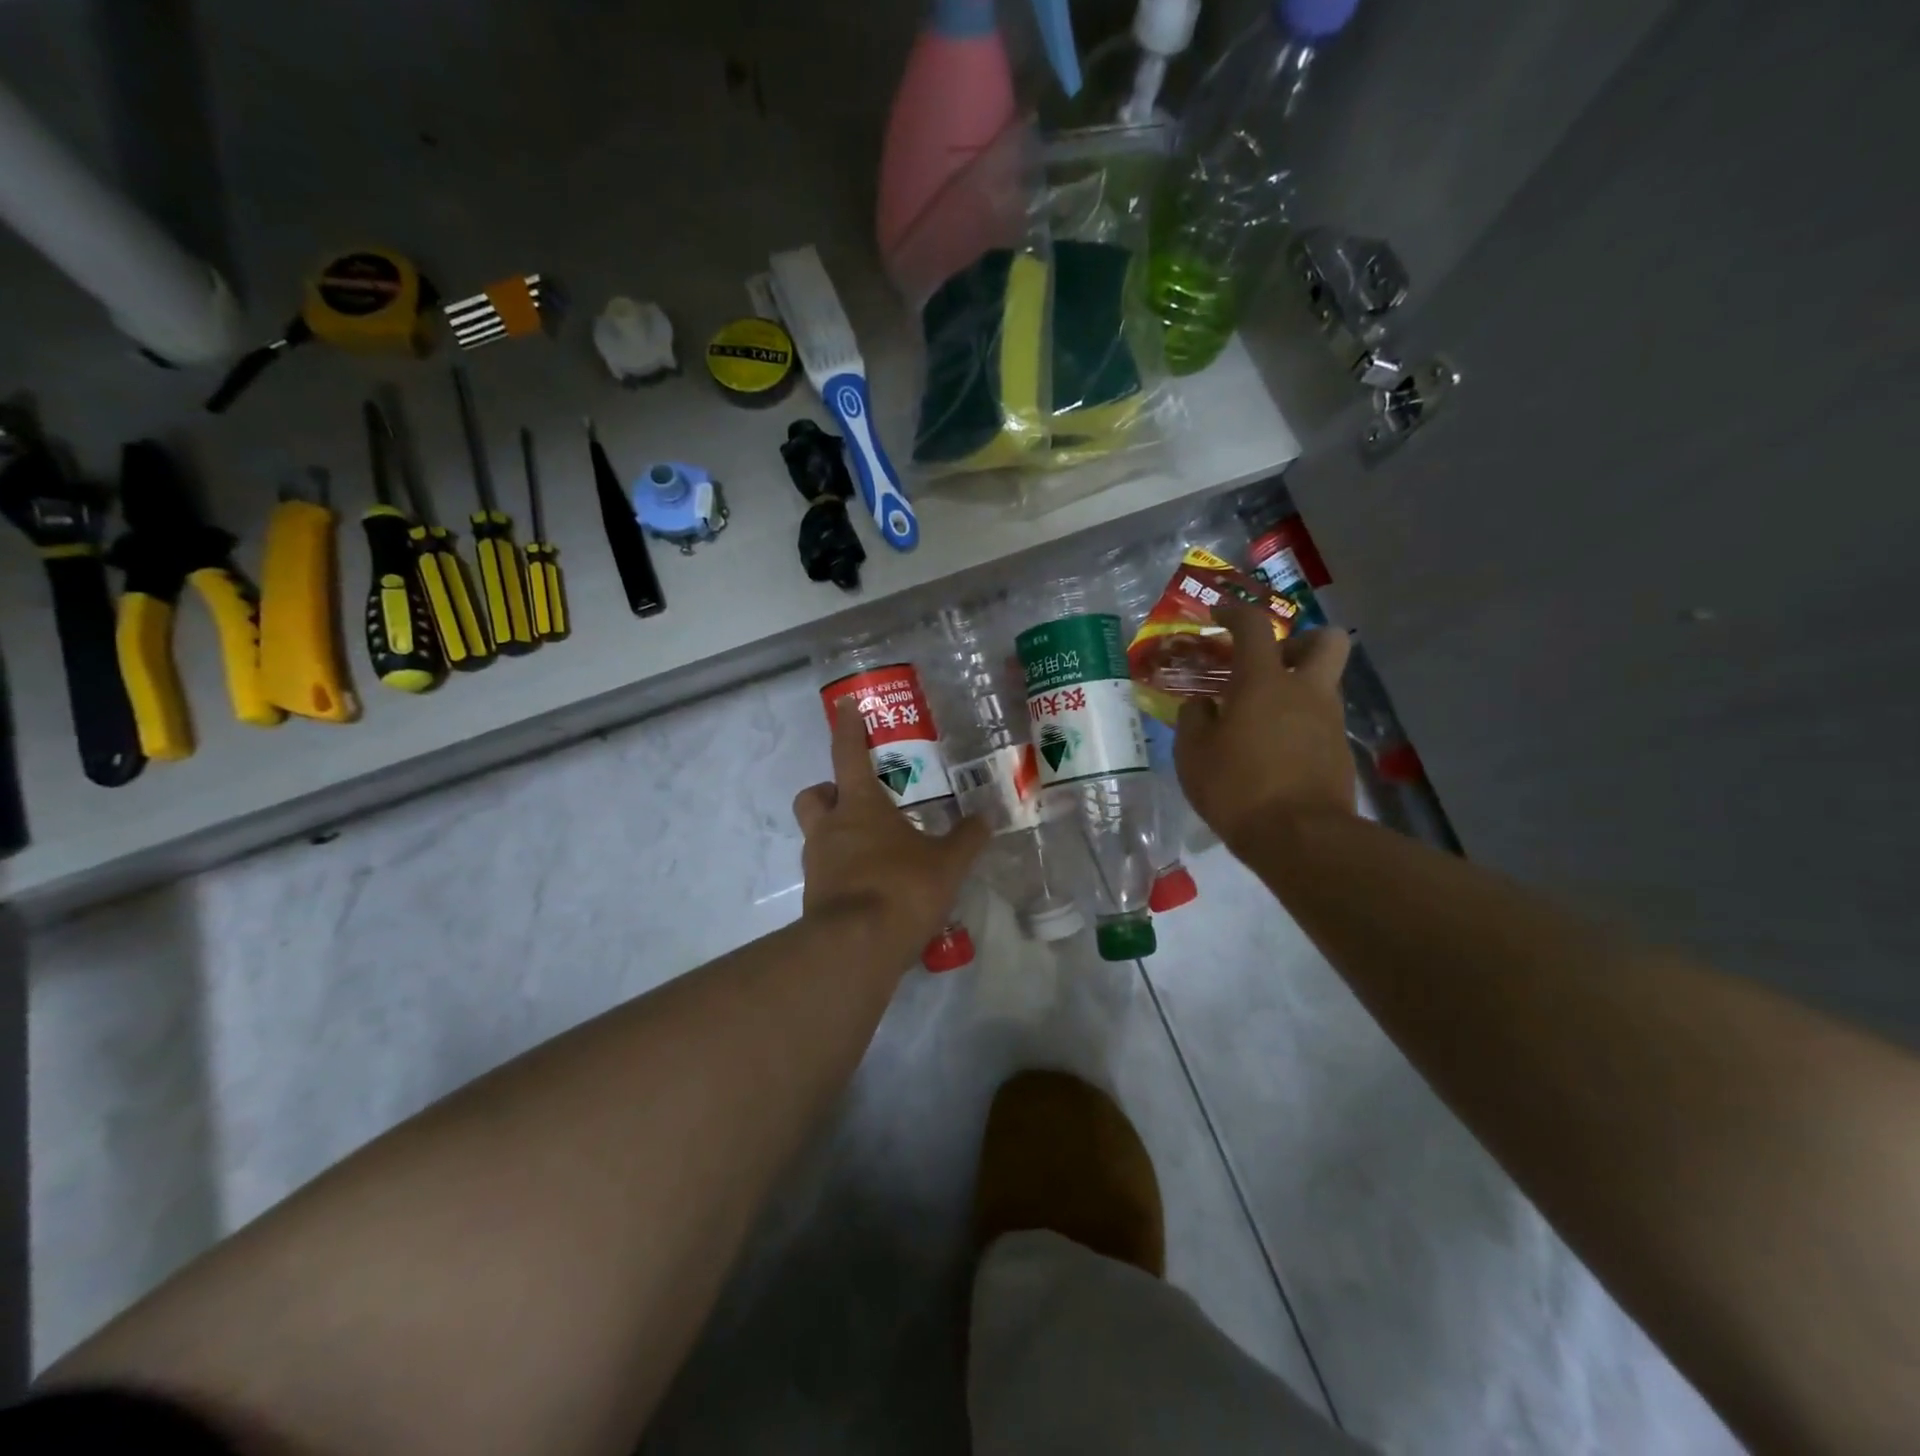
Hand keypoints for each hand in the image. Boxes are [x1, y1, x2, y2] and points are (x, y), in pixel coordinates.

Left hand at [792, 698, 989, 966]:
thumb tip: (986, 819)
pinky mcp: (815, 899)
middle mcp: (829, 829)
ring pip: (817, 836)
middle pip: (814, 796)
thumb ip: (967, 839)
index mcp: (859, 807)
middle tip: (858, 802)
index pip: (847, 754)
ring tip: (877, 852)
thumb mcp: (947, 863)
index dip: (847, 727)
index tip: (846, 706)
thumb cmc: (901, 888)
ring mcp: (817, 865)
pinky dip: (845, 874)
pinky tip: (874, 890)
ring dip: (838, 835)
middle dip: (829, 792)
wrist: (857, 947)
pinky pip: (826, 874)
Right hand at [1174, 601, 1354, 855]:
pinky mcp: (1340, 752)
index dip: (1235, 612)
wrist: (1299, 838)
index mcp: (1264, 682)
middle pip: (1325, 640)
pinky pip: (1321, 721)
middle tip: (1271, 661)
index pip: (1254, 626)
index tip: (1219, 614)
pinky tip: (1274, 751)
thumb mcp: (1193, 753)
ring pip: (1324, 683)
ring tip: (1262, 716)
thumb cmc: (1236, 787)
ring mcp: (1329, 721)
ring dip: (1298, 687)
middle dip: (1300, 641)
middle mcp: (1305, 691)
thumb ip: (1194, 719)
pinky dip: (1300, 724)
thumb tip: (1203, 705)